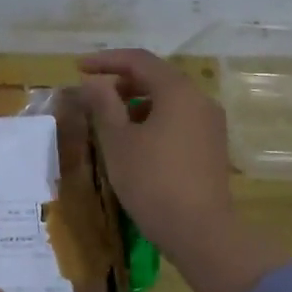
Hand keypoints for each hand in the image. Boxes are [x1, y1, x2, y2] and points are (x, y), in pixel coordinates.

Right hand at [79, 49, 290, 291]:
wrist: (200, 231)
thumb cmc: (152, 181)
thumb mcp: (118, 141)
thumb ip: (103, 105)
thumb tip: (93, 83)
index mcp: (178, 91)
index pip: (138, 60)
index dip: (106, 60)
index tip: (79, 67)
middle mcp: (200, 99)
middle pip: (157, 77)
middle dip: (122, 82)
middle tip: (94, 96)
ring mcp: (210, 123)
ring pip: (169, 100)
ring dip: (138, 102)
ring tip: (111, 121)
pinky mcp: (212, 146)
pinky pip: (180, 119)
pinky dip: (155, 119)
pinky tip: (137, 142)